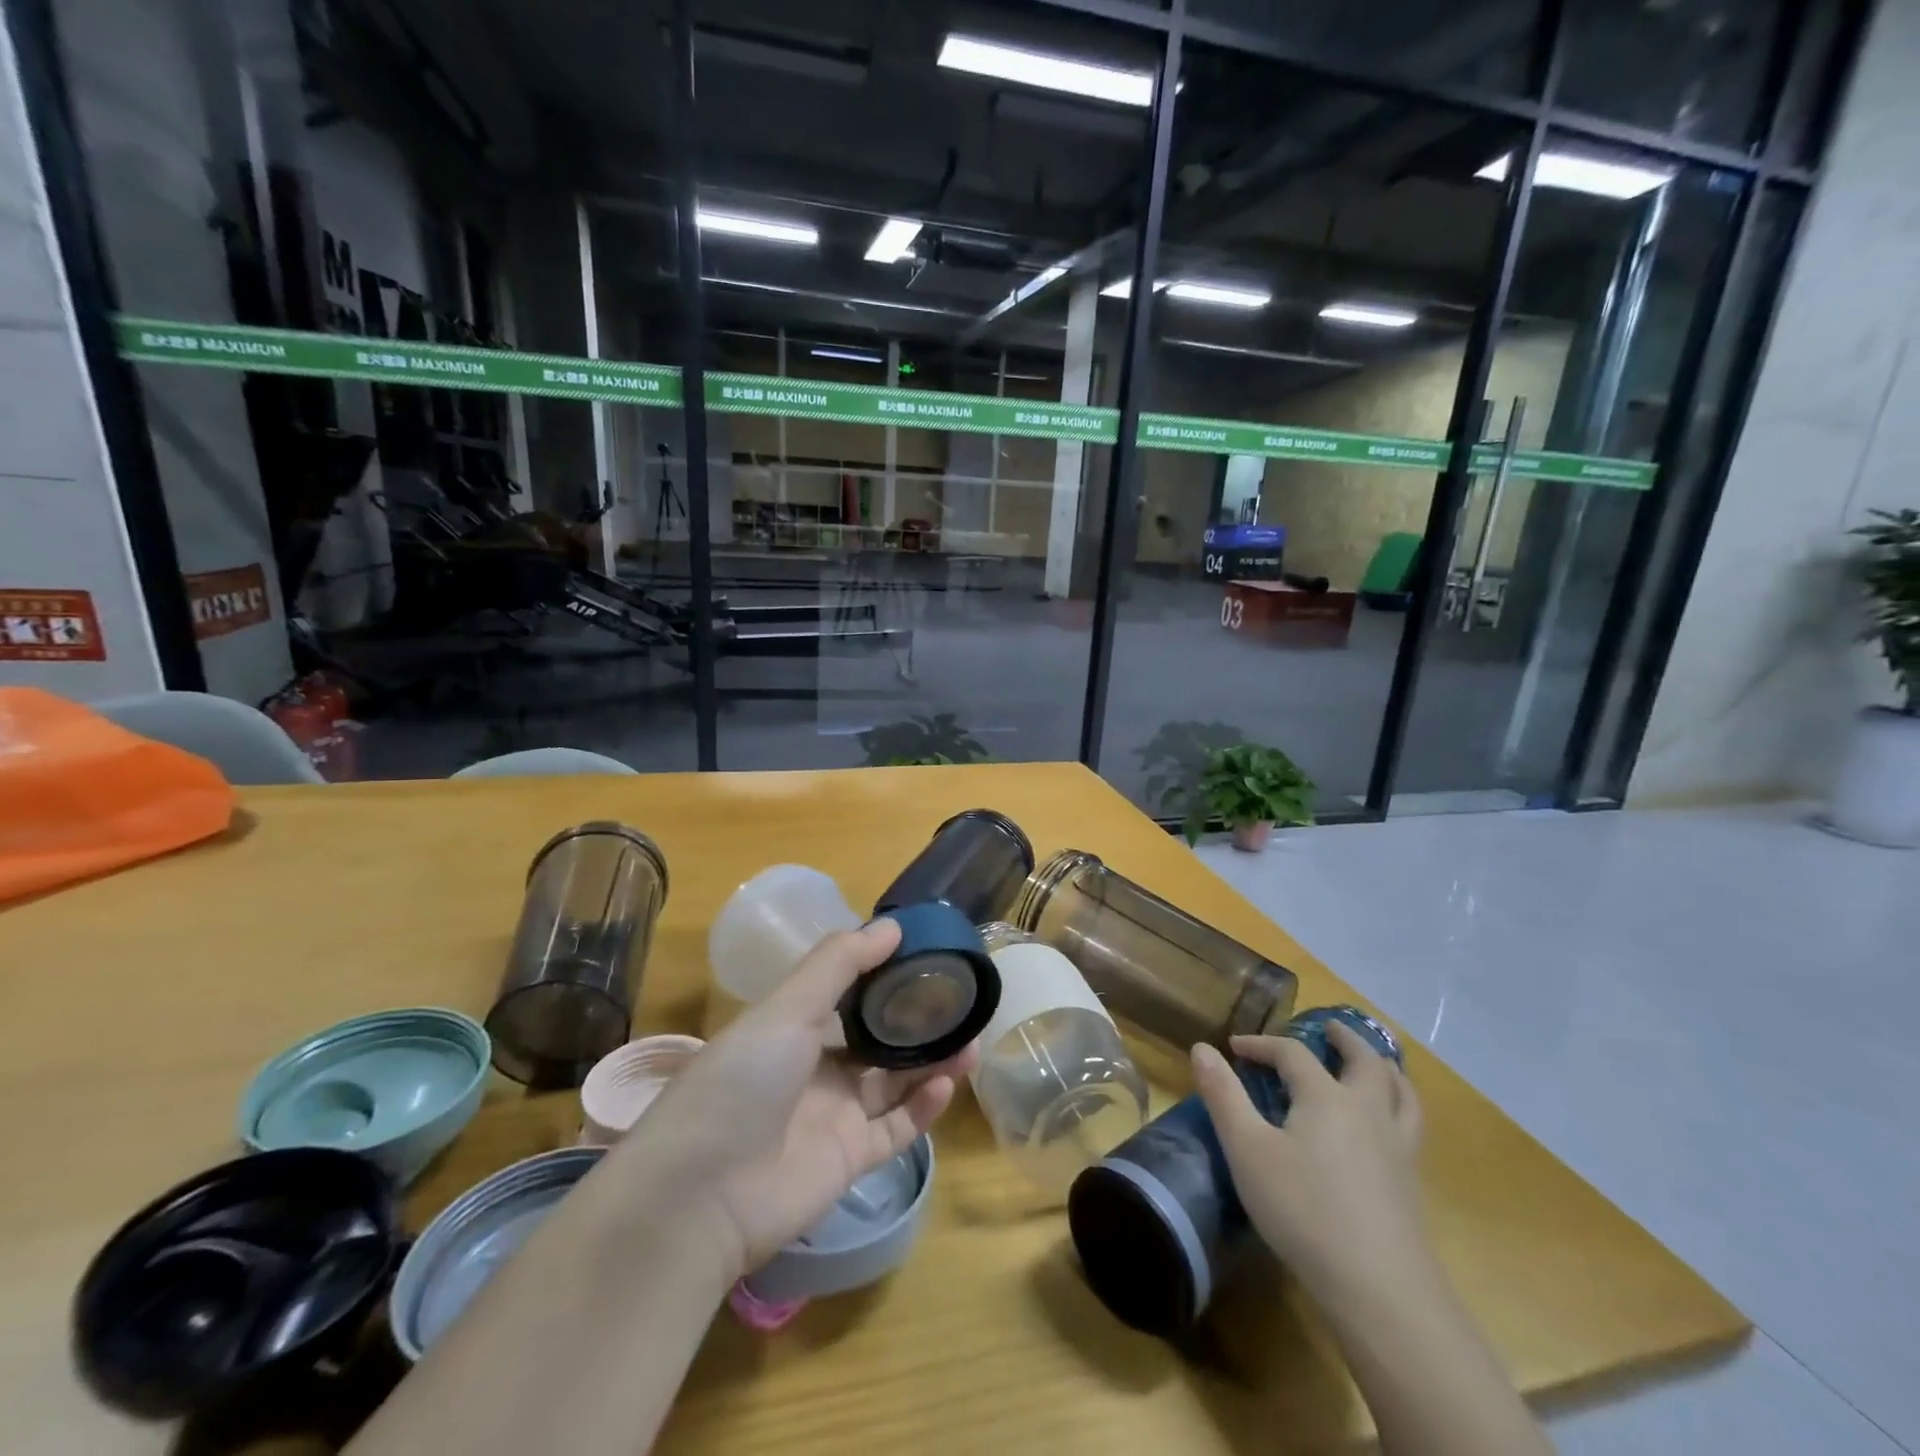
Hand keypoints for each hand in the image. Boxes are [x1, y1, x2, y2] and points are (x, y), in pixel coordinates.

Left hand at [610, 919, 976, 1282]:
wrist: (701, 1196)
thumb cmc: (741, 1081)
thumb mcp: (786, 1008)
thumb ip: (838, 963)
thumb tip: (892, 926)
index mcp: (792, 1028)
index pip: (845, 991)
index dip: (883, 972)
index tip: (925, 953)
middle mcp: (814, 1068)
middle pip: (876, 1039)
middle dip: (916, 1020)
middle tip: (959, 1000)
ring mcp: (833, 1116)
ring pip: (893, 1082)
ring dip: (931, 1061)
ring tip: (971, 1038)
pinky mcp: (849, 1161)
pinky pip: (895, 1128)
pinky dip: (923, 1107)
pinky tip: (948, 1083)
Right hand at [1191, 1022, 1428, 1303]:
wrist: (1381, 1291)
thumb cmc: (1304, 1211)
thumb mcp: (1247, 1150)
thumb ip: (1223, 1096)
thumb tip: (1202, 1048)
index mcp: (1326, 1097)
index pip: (1292, 1053)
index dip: (1262, 1044)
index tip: (1235, 1048)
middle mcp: (1368, 1110)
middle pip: (1365, 1060)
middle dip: (1344, 1039)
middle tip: (1328, 1028)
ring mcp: (1397, 1147)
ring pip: (1401, 1092)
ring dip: (1383, 1068)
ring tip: (1373, 1064)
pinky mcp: (1412, 1184)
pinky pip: (1410, 1125)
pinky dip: (1399, 1105)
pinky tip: (1385, 1126)